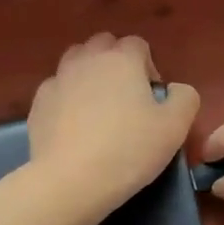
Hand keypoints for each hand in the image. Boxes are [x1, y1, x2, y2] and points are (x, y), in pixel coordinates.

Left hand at [27, 34, 199, 217]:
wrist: (71, 180)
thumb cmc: (129, 149)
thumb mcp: (175, 127)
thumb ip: (184, 97)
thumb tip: (175, 89)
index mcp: (122, 59)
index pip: (138, 44)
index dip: (148, 67)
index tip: (152, 99)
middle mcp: (87, 59)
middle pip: (103, 45)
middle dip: (116, 63)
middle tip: (126, 98)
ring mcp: (58, 79)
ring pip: (75, 62)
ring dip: (89, 74)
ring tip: (97, 107)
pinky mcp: (39, 103)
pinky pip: (57, 89)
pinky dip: (66, 98)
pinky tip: (73, 126)